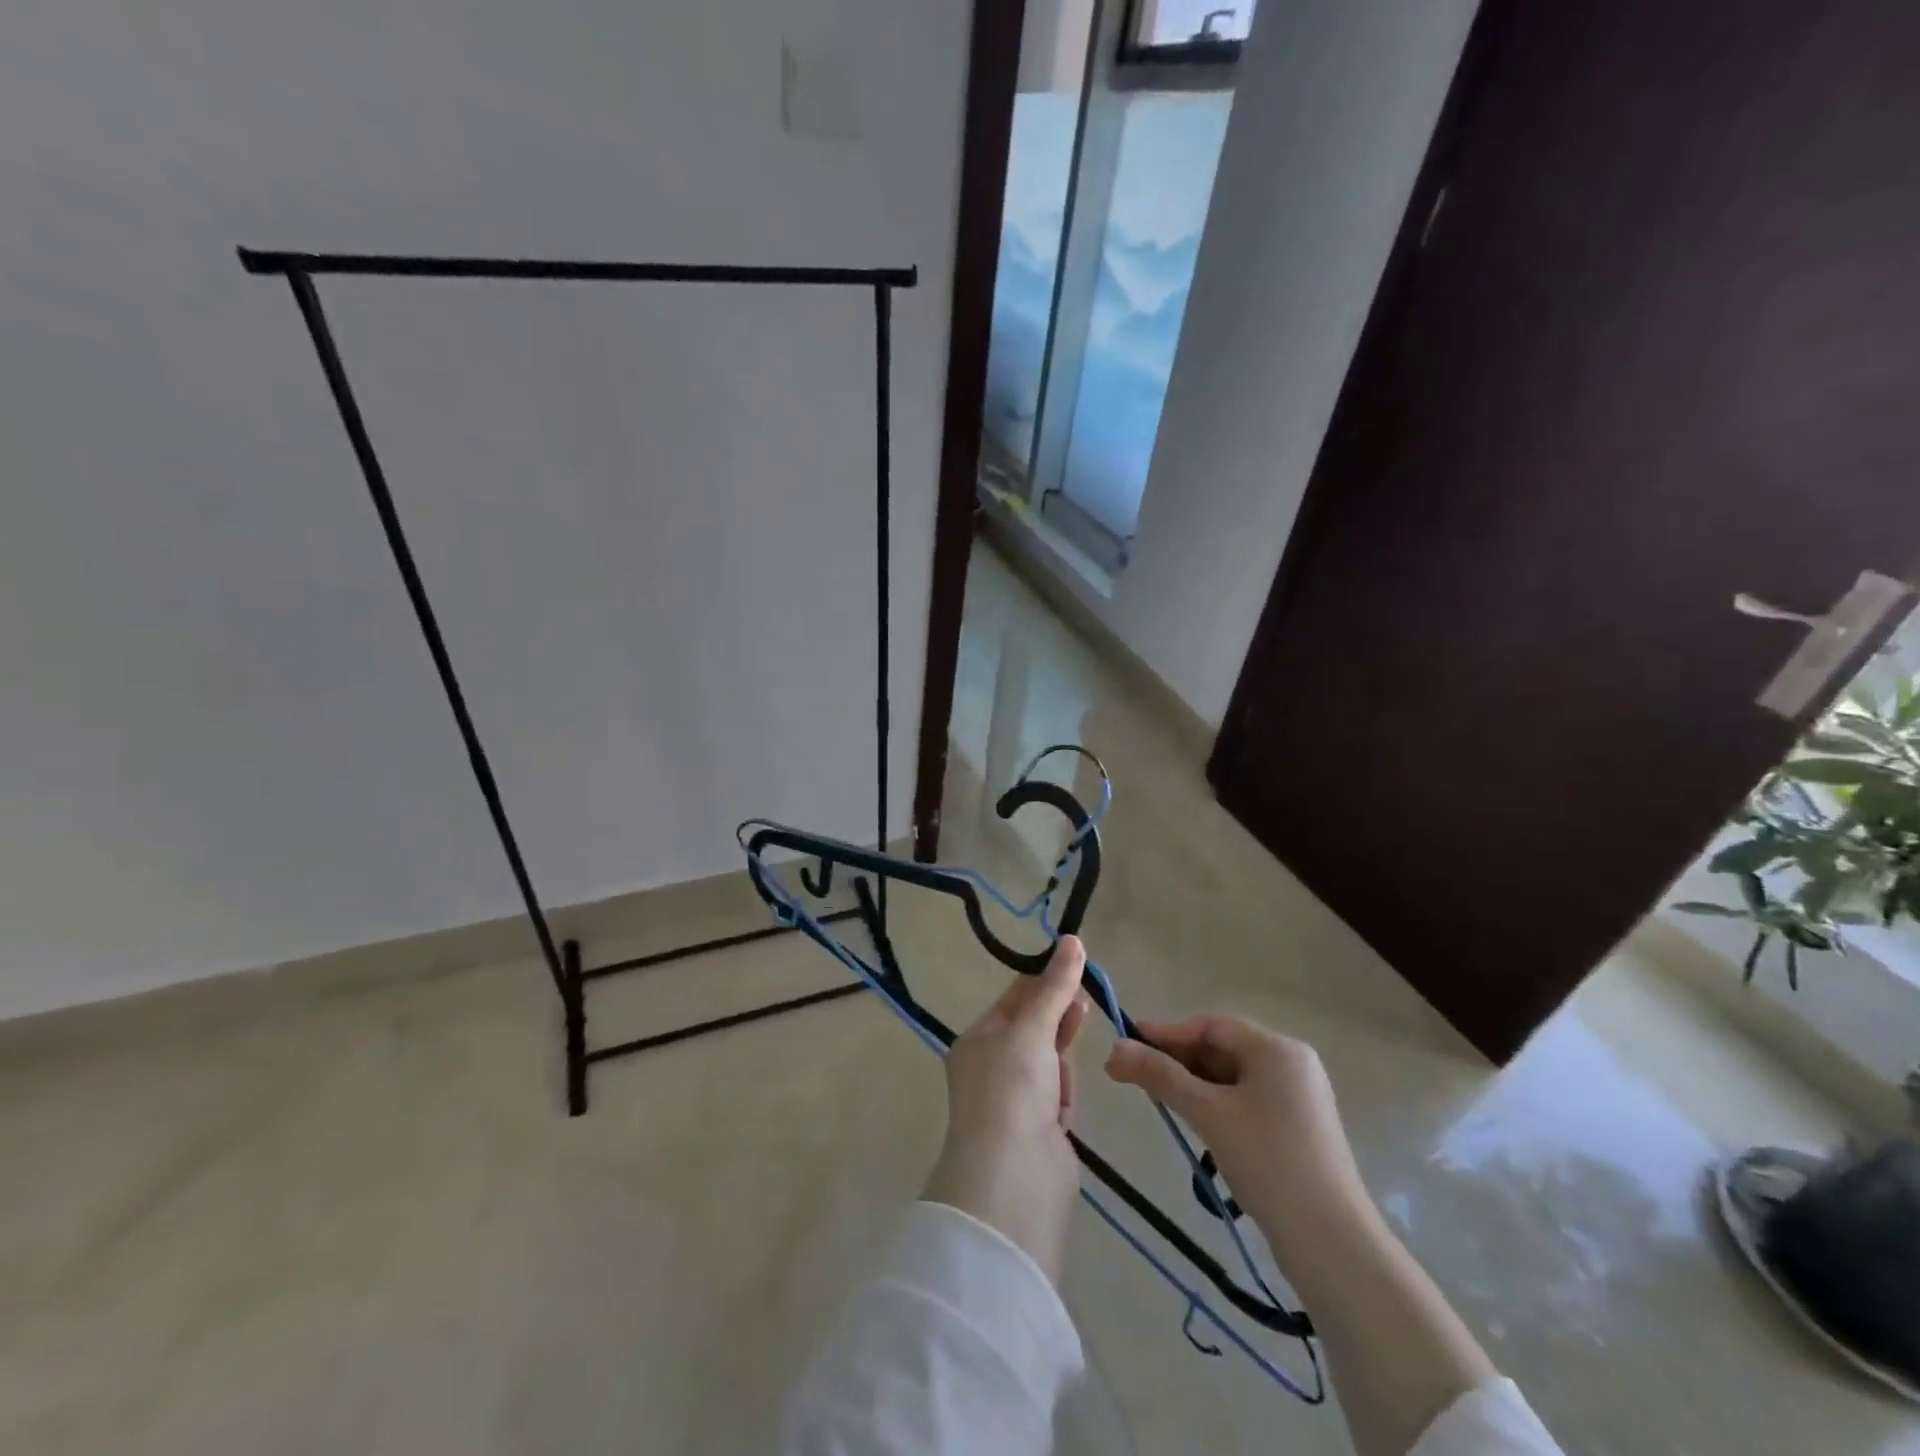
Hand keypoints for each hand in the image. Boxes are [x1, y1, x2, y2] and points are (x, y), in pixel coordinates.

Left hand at [922, 936, 1091, 1284]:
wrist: (1014, 1177)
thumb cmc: (1012, 1087)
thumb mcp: (1032, 1028)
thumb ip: (1055, 986)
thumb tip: (1072, 939)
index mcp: (977, 1040)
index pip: (1014, 1000)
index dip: (1044, 982)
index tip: (1075, 965)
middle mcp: (991, 1068)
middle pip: (1034, 1030)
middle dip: (1058, 1017)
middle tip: (1085, 1000)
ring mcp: (1015, 1101)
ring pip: (1050, 1063)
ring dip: (1061, 1060)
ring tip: (1065, 1067)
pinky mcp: (1039, 1131)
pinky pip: (1058, 1097)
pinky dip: (1064, 1096)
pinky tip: (1062, 1109)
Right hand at [1112, 1016, 1505, 1455]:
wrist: (1332, 1243)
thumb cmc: (1268, 1162)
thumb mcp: (1207, 1113)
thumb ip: (1159, 1076)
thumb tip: (1113, 1049)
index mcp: (1277, 1049)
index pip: (1211, 1026)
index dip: (1166, 1033)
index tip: (1126, 1042)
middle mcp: (1292, 1064)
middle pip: (1222, 1048)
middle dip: (1178, 1060)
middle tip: (1136, 1075)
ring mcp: (1299, 1097)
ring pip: (1233, 1077)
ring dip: (1194, 1085)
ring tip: (1161, 1101)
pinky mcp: (1300, 1128)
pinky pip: (1248, 1101)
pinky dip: (1217, 1105)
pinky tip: (1197, 1123)